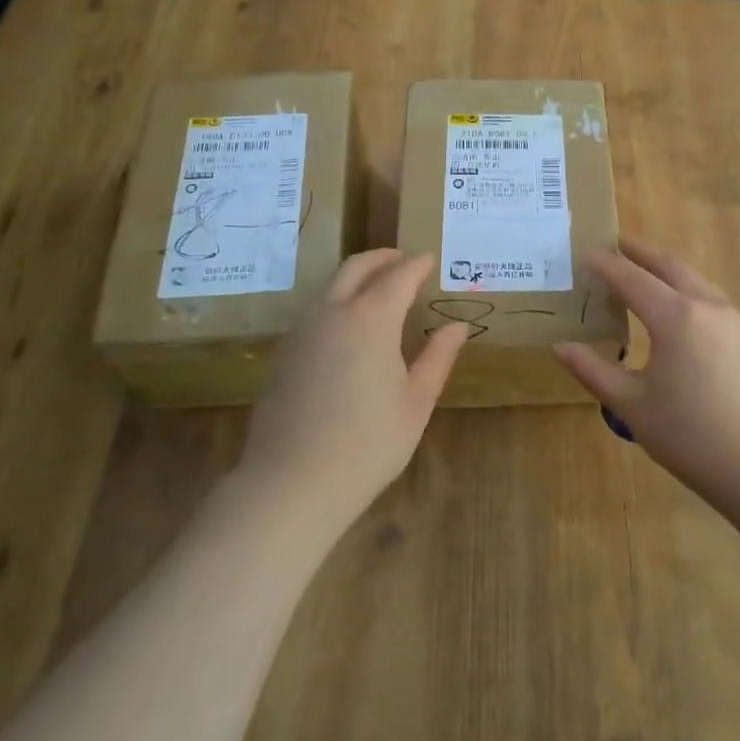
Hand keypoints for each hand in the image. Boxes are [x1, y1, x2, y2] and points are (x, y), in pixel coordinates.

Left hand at [239, 249, 469, 525]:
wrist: (292, 482)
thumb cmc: (368, 444)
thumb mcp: (416, 402)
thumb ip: (437, 357)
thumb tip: (456, 326)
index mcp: (371, 319)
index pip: (398, 276)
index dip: (417, 265)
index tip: (430, 259)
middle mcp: (332, 313)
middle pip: (356, 268)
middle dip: (381, 258)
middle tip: (402, 260)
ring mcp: (302, 331)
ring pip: (330, 287)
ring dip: (355, 277)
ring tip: (377, 289)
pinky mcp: (283, 353)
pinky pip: (314, 311)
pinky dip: (336, 302)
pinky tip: (347, 327)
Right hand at [553, 240, 739, 516]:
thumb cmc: (689, 436)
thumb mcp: (631, 405)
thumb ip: (593, 370)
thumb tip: (561, 346)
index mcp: (675, 317)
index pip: (631, 279)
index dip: (605, 266)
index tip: (584, 255)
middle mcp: (707, 306)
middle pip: (670, 266)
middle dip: (640, 252)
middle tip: (616, 245)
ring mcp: (735, 321)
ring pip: (695, 280)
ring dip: (667, 270)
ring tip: (645, 273)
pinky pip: (712, 300)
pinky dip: (687, 291)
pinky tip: (679, 313)